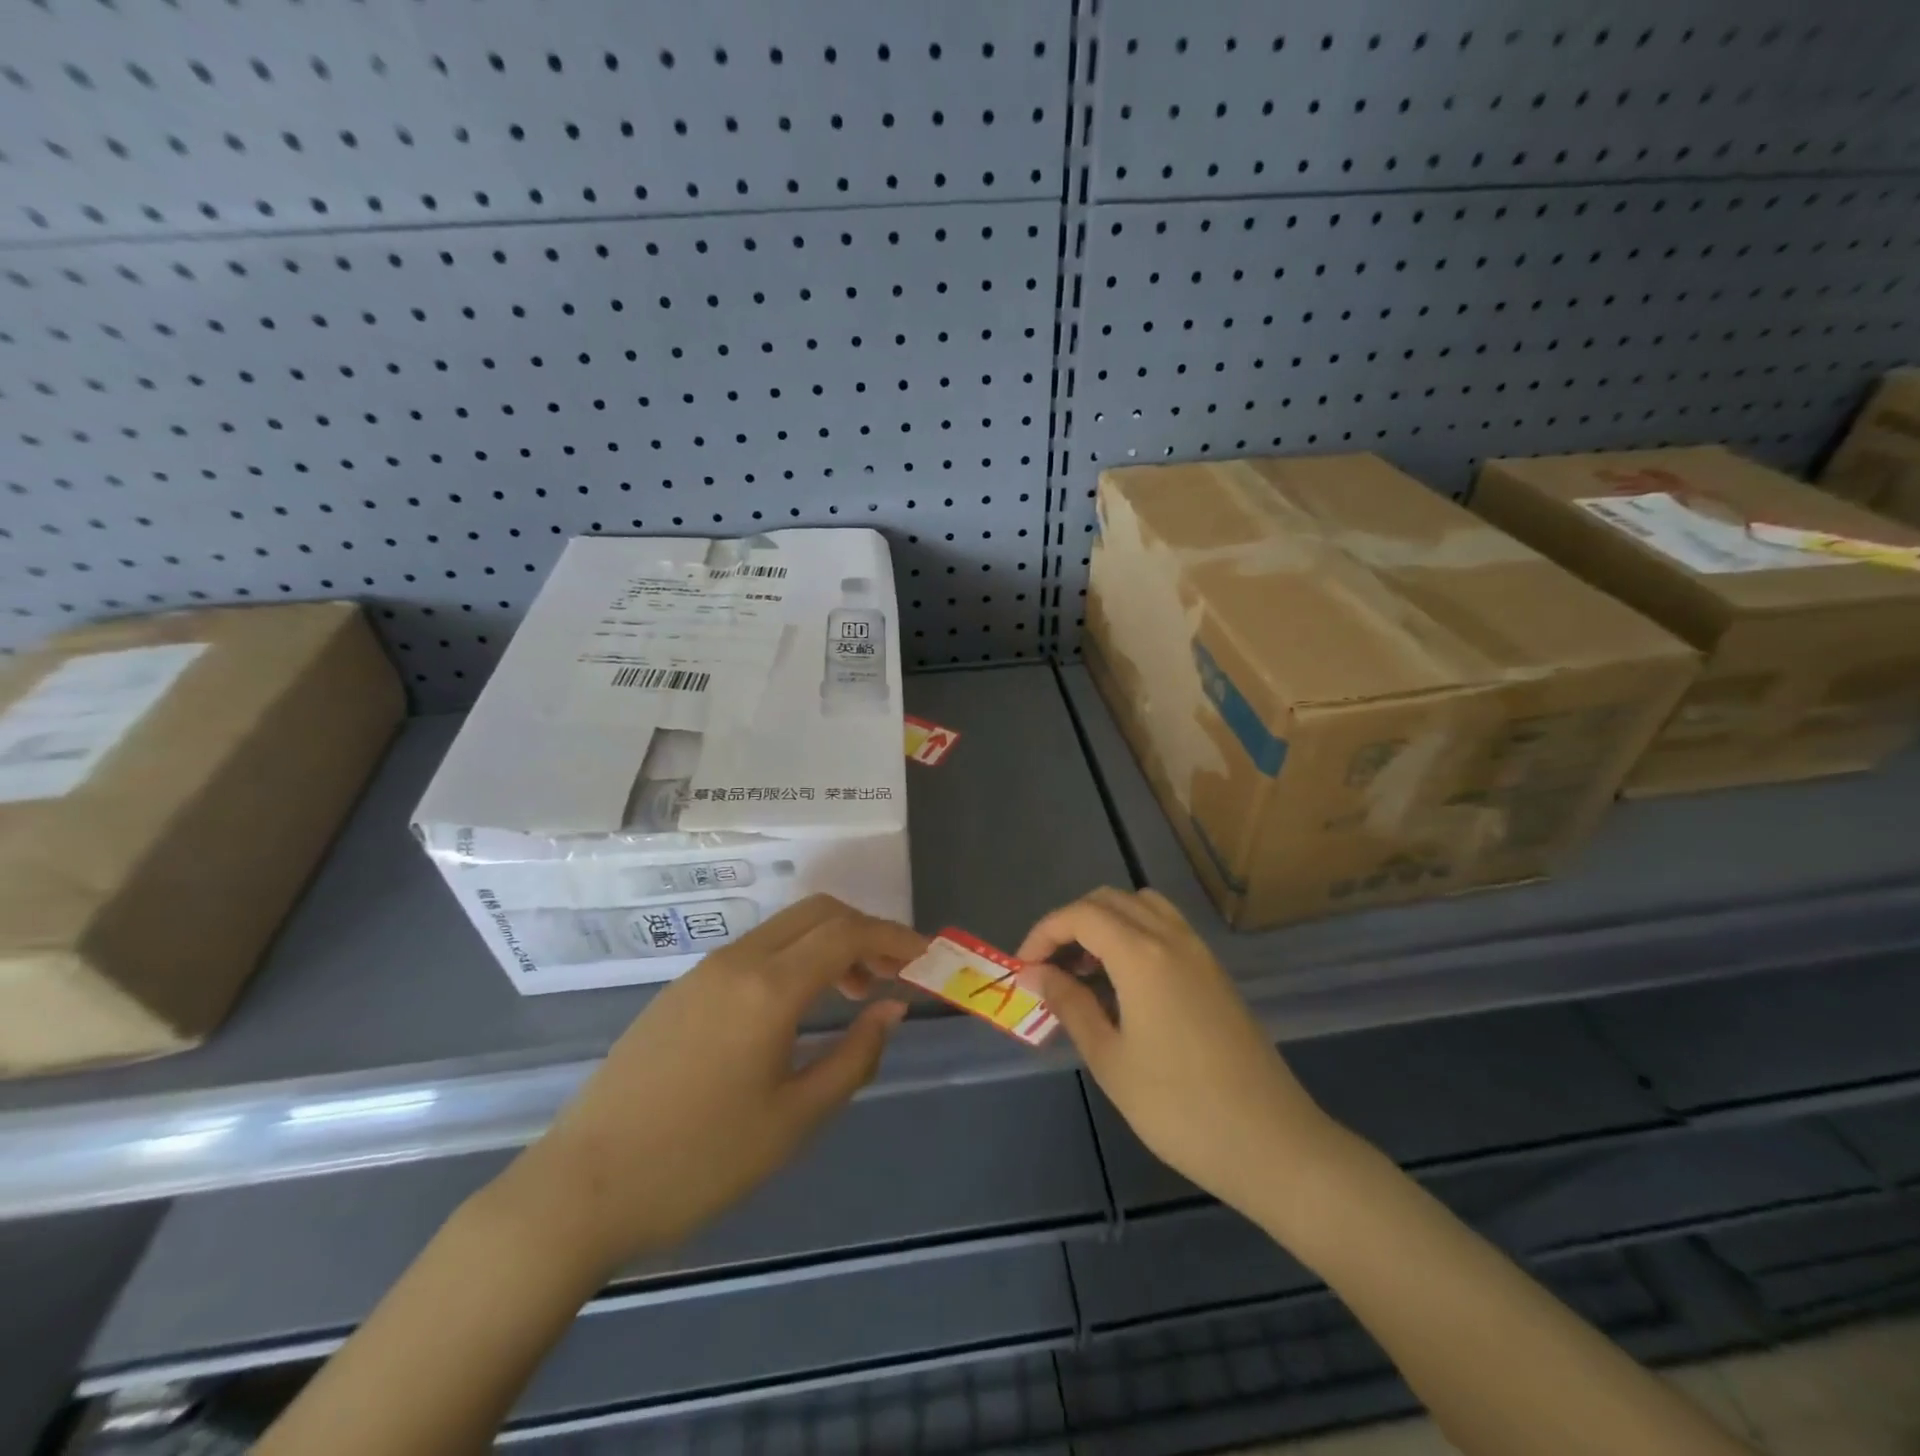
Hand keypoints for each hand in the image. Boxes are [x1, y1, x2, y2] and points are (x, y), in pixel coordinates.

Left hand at [491, 895, 925, 1277]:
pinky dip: (793, 958)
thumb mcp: (794, 1120)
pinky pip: (754, 951)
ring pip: (784, 928)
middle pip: (817, 912)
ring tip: (851, 993)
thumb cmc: (699, 1162)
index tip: (926, 957)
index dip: (895, 937)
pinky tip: (796, 1009)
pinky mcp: (680, 991)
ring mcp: (702, 971)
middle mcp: (737, 961)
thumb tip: (891, 1008)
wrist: (580, 1191)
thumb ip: (854, 1056)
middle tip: (893, 973)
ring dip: (828, 943)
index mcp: (769, 987)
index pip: (848, 933)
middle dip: (864, 930)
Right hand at [1019, 888, 1337, 1221]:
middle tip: (1050, 969)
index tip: (1024, 969)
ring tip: (1086, 971)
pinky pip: (1166, 929)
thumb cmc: (1180, 1107)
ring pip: (1142, 907)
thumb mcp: (1111, 1060)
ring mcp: (1200, 953)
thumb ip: (1070, 1005)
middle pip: (1110, 900)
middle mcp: (1172, 938)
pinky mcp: (1215, 973)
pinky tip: (1125, 985)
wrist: (1272, 1144)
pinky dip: (1134, 936)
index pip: (1081, 915)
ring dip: (1105, 924)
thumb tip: (1036, 974)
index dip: (1044, 933)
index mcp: (1142, 955)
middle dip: (1071, 924)